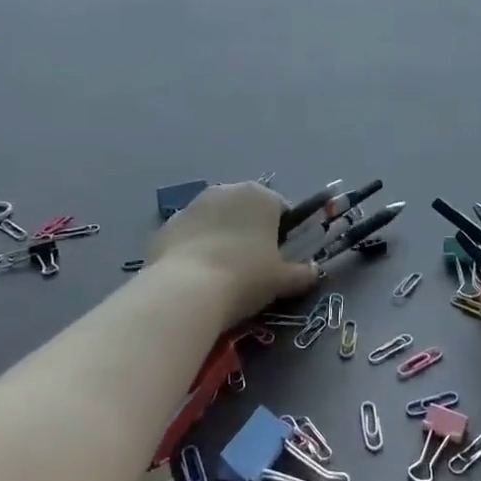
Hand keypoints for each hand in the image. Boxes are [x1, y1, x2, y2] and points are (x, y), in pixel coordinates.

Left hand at [145, 182, 320, 323]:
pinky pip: (190, 235)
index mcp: (261, 196)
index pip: (281, 209)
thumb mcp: (282, 280)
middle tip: (251, 267)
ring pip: (216, 220)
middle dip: (250, 232)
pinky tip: (195, 277)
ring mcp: (192, 205)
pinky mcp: (167, 225)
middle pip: (246, 211)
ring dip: (221, 238)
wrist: (186, 290)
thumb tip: (314, 271)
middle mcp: (226, 190)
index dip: (283, 234)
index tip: (280, 259)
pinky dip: (194, 249)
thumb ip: (302, 273)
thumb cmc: (245, 277)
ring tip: (220, 274)